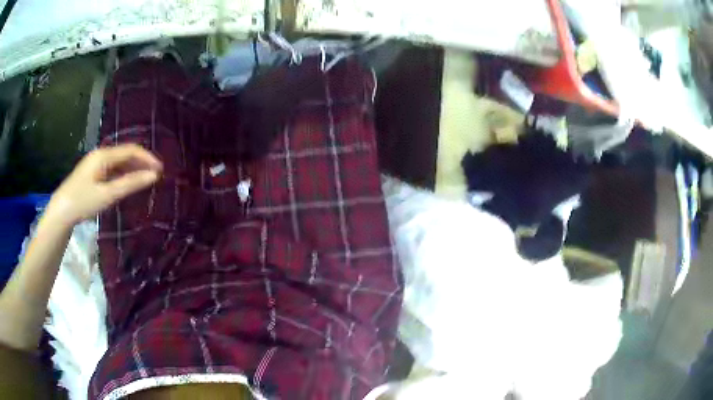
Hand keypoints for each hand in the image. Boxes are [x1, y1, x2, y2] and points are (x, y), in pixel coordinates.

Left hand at [47, 144, 162, 225]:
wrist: (62, 211)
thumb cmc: (83, 202)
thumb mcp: (108, 194)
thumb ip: (130, 184)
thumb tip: (153, 176)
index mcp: (104, 155)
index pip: (131, 150)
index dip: (147, 158)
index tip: (161, 170)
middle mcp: (101, 154)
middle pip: (126, 153)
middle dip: (142, 162)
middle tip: (156, 176)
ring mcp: (96, 163)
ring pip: (119, 161)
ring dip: (133, 168)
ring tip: (145, 180)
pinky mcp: (93, 172)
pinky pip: (113, 169)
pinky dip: (123, 174)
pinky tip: (128, 183)